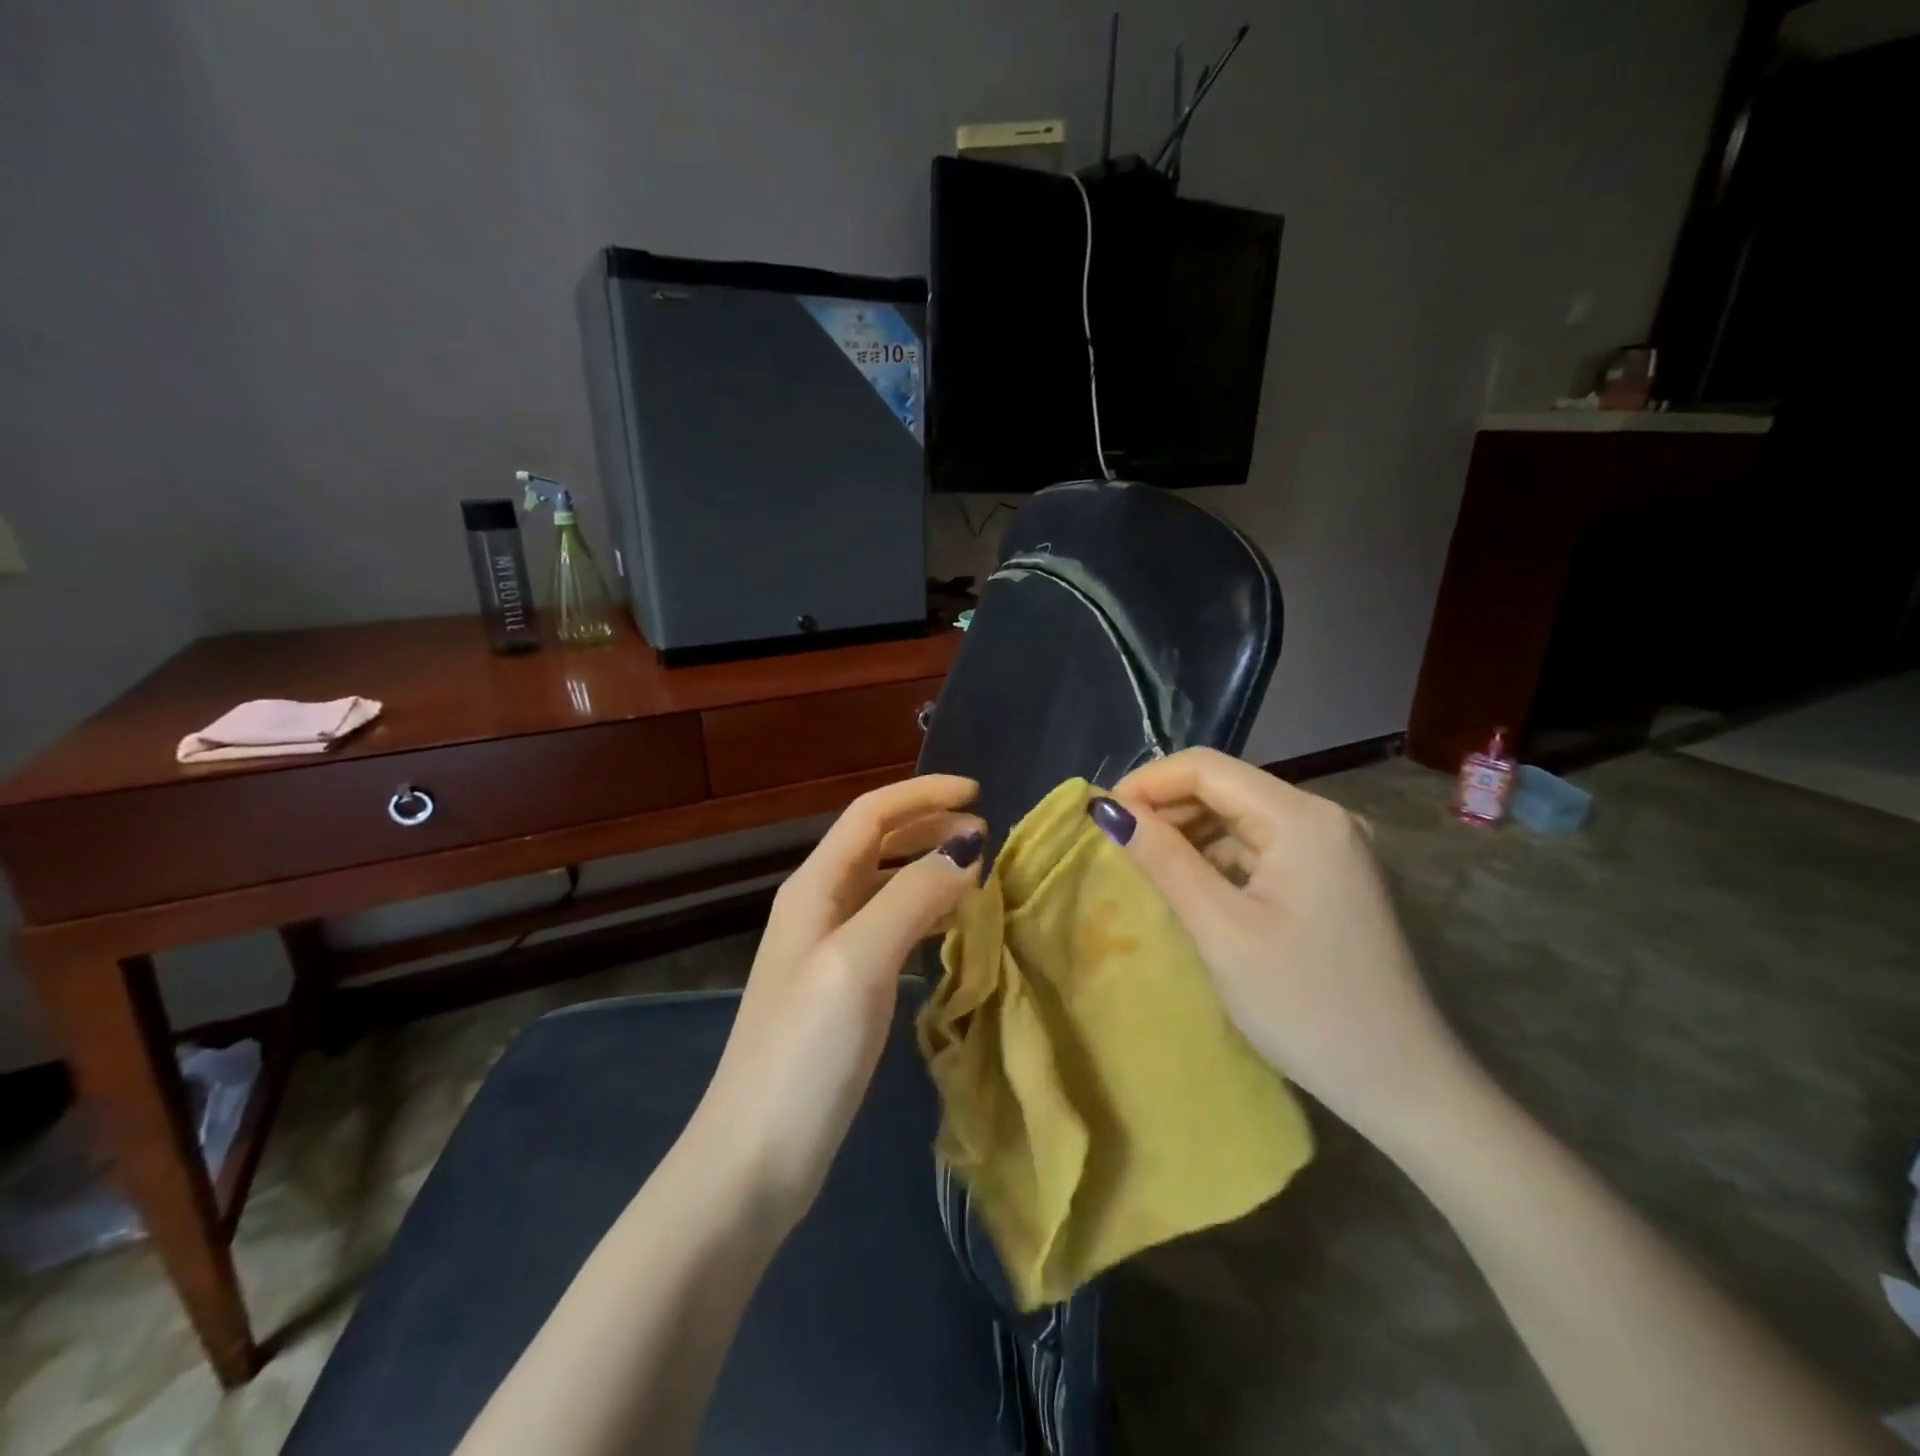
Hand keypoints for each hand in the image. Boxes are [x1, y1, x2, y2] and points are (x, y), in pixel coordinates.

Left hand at [690, 775, 984, 1223]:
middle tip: (986, 835)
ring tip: (978, 875)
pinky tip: (950, 931)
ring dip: (928, 869)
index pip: (871, 813)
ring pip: (885, 886)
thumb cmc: (804, 1053)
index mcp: (814, 888)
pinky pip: (889, 929)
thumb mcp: (859, 962)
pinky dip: (923, 914)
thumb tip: (967, 846)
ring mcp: (828, 952)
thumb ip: (912, 896)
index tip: (979, 794)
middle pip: (877, 843)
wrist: (753, 1160)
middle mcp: (818, 908)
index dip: (923, 794)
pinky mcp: (842, 992)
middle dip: (929, 827)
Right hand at [1092, 747, 1469, 1142]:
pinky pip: (1261, 845)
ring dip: (1189, 831)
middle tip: (1116, 845)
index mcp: (1302, 818)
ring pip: (1240, 815)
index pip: (1207, 768)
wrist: (1401, 1082)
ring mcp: (1332, 846)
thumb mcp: (1221, 930)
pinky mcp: (1331, 875)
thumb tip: (1108, 810)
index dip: (1147, 782)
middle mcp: (1323, 817)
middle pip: (1225, 786)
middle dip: (1165, 806)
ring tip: (1145, 864)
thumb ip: (1164, 860)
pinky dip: (1218, 855)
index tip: (1102, 818)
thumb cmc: (1304, 1005)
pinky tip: (1191, 882)